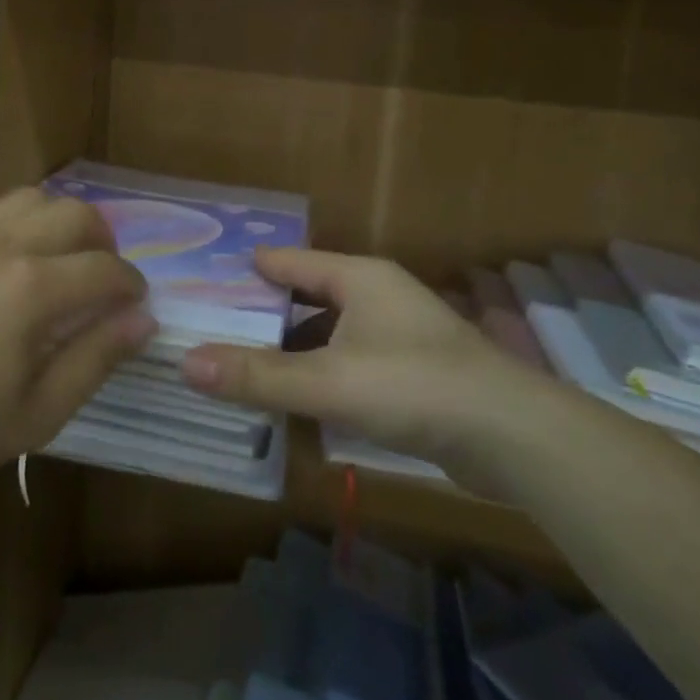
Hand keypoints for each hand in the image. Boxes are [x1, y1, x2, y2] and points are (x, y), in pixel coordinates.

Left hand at [0, 188, 154, 494]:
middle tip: (101, 280)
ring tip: (56, 263)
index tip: (134, 304)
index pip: (106, 268)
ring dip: (60, 224)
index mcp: (30, 290)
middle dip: (104, 243)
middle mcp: (1, 243)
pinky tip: (3, 264)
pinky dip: (16, 224)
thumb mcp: (34, 416)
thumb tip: (142, 319)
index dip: (131, 285)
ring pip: (34, 198)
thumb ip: (95, 361)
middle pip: (78, 214)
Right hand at [181, 249, 547, 482]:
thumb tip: (185, 363)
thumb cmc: (415, 387)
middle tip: (211, 329)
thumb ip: (257, 376)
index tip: (201, 280)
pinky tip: (296, 401)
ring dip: (291, 351)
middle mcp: (377, 297)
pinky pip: (349, 364)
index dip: (246, 270)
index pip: (288, 261)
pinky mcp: (412, 373)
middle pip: (306, 297)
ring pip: (328, 334)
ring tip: (243, 367)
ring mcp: (398, 335)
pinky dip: (320, 376)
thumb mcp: (328, 382)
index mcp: (358, 278)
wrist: (514, 437)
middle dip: (263, 314)